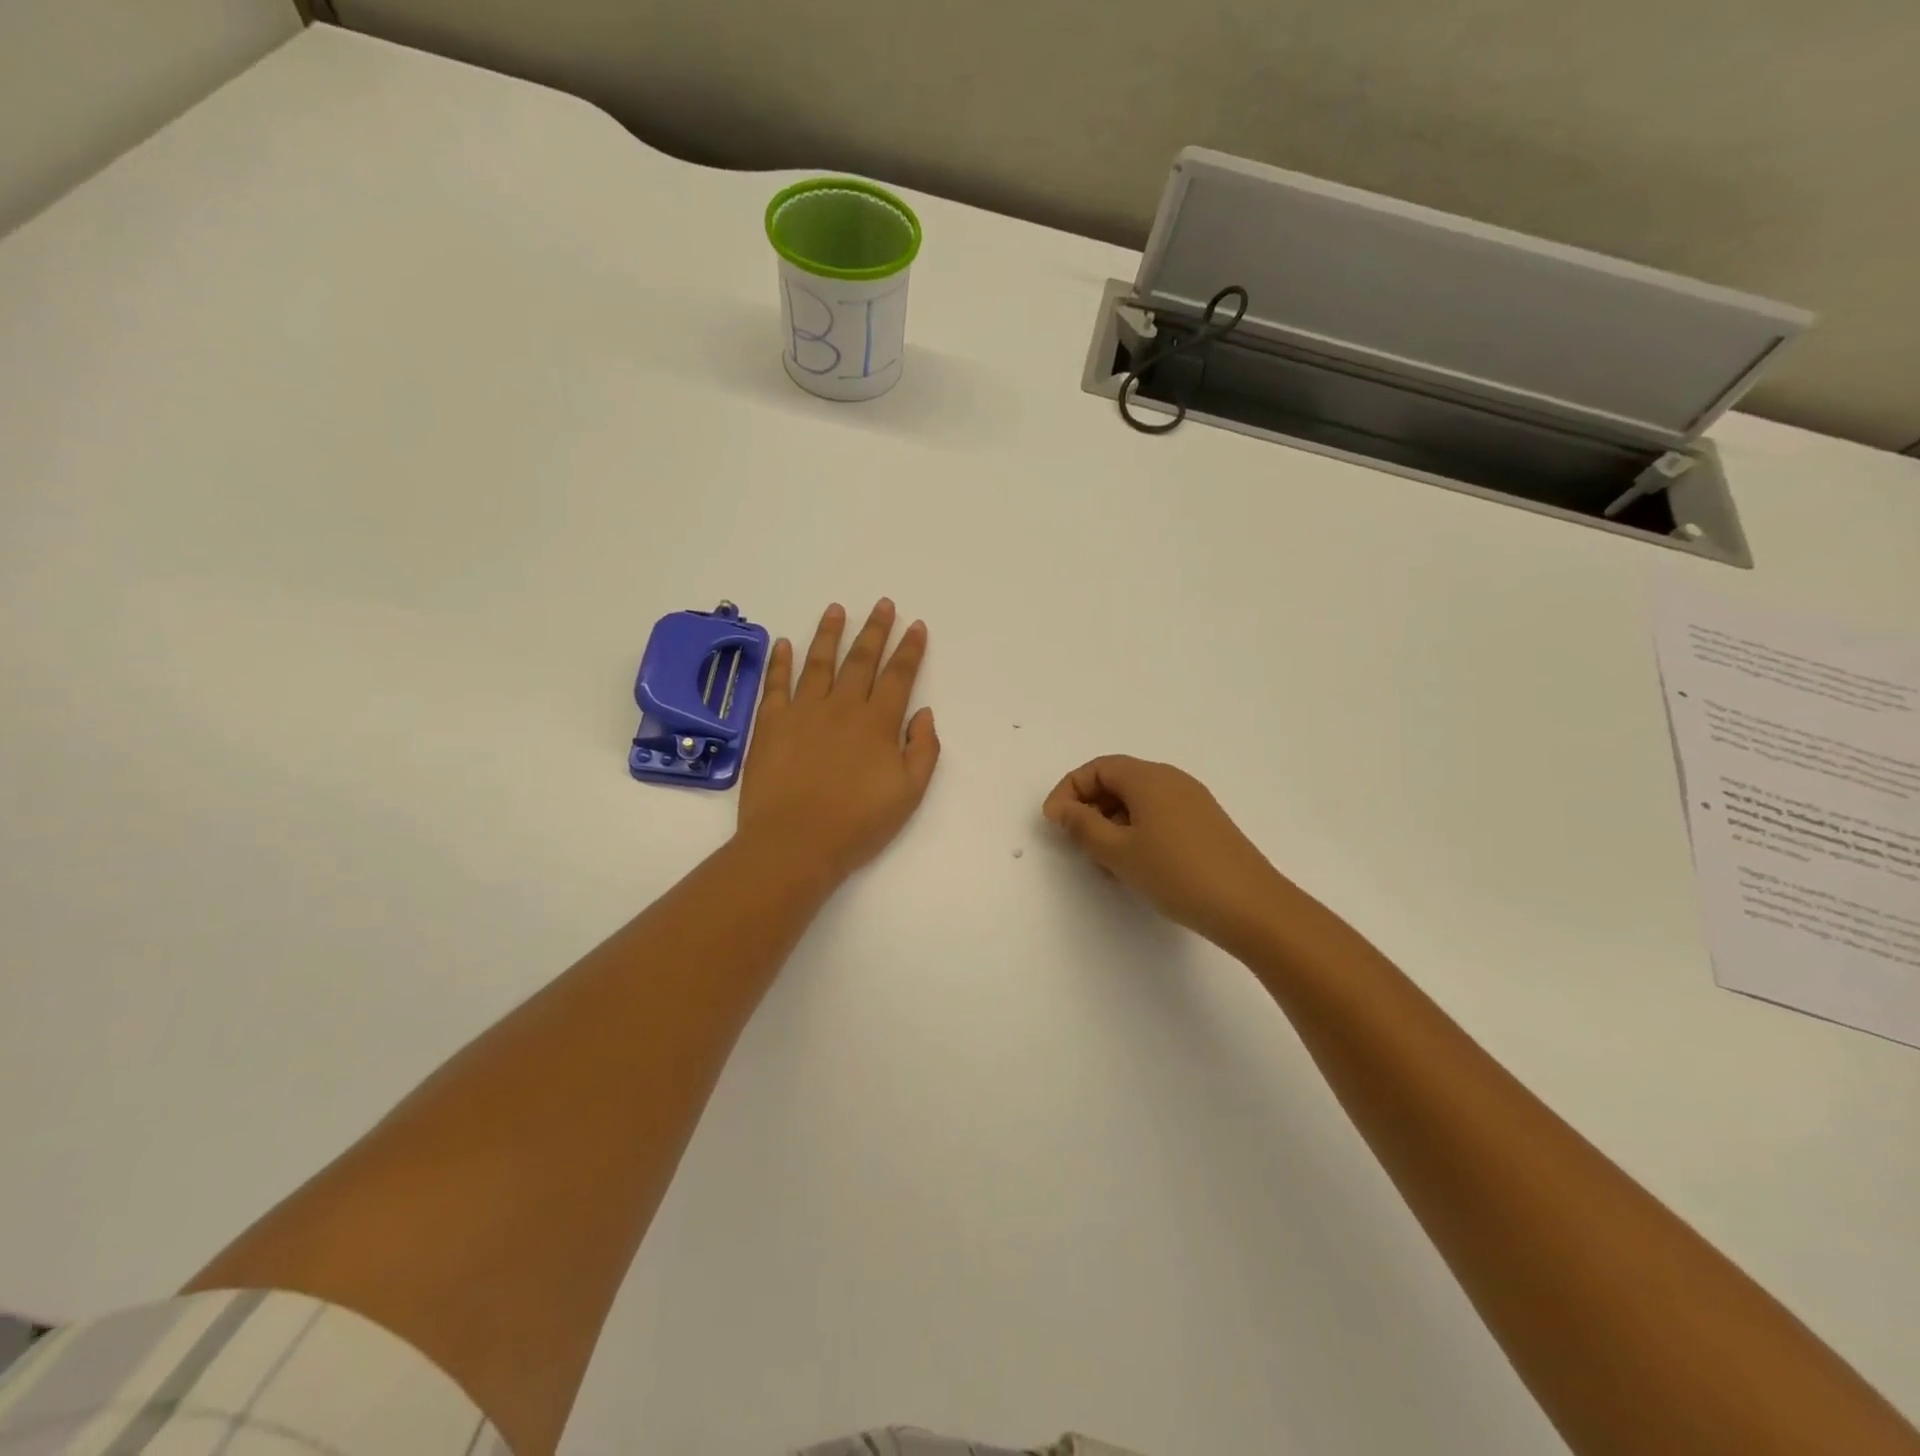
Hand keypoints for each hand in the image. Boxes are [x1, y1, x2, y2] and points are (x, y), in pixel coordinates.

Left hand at [739, 600, 939, 882]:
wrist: (795, 842)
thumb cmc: (857, 823)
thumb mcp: (908, 793)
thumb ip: (923, 750)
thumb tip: (923, 714)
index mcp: (877, 723)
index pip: (898, 676)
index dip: (910, 649)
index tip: (916, 626)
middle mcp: (841, 707)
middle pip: (861, 659)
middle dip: (875, 629)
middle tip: (883, 604)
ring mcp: (802, 711)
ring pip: (818, 662)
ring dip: (829, 633)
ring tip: (836, 609)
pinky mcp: (769, 723)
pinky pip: (776, 683)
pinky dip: (781, 661)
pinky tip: (785, 643)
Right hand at [1043, 756, 1288, 948]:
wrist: (1250, 906)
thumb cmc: (1176, 873)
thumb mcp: (1118, 852)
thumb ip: (1082, 826)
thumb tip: (1062, 808)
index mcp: (1148, 778)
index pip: (1097, 769)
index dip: (1068, 791)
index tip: (1054, 823)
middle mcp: (1171, 780)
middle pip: (1117, 781)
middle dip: (1090, 808)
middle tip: (1077, 844)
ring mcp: (1192, 802)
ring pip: (1138, 802)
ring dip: (1112, 824)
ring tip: (1105, 862)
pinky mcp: (1205, 824)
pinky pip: (1158, 816)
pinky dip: (1136, 832)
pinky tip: (1136, 866)